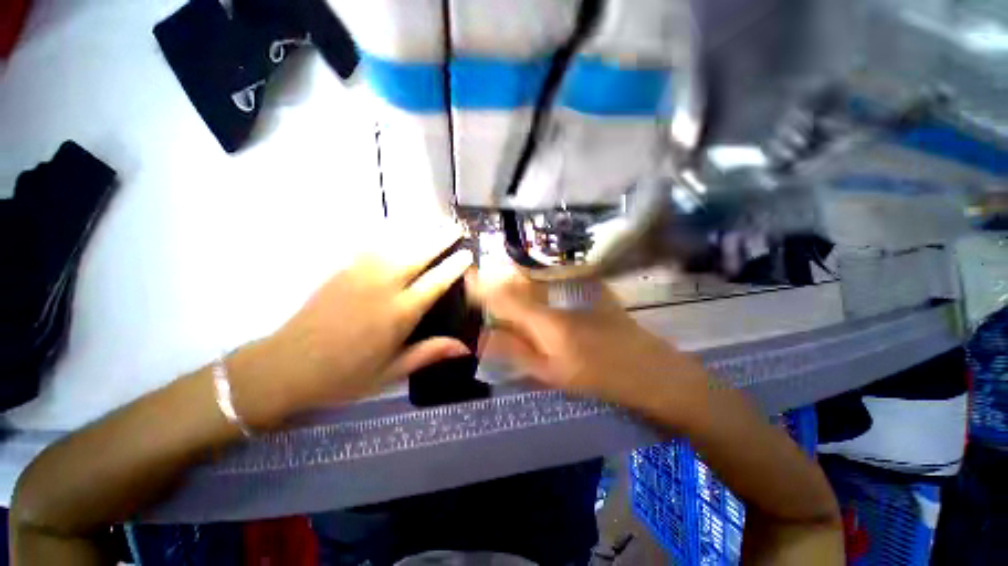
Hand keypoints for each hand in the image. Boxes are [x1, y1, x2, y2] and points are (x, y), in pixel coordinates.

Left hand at [231, 228, 473, 428]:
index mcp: (398, 314)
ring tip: (435, 223)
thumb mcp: (391, 372)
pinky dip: (391, 236)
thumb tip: (464, 348)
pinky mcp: (341, 270)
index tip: (467, 254)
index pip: (435, 282)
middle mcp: (383, 287)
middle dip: (440, 239)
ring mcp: (359, 274)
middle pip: (418, 254)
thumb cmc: (344, 375)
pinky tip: (400, 232)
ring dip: (419, 232)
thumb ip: (429, 353)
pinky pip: (372, 246)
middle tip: (456, 227)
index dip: (453, 267)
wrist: (285, 367)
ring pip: (396, 245)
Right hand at [470, 271, 709, 417]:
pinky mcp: (590, 288)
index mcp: (547, 321)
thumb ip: (515, 353)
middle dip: (497, 280)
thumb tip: (483, 336)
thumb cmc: (600, 377)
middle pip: (518, 281)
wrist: (652, 370)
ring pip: (535, 278)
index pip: (504, 296)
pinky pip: (553, 279)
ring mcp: (577, 289)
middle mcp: (560, 297)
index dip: (482, 286)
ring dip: (516, 280)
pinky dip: (537, 282)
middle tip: (483, 287)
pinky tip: (535, 293)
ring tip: (504, 291)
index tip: (467, 279)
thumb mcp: (552, 373)